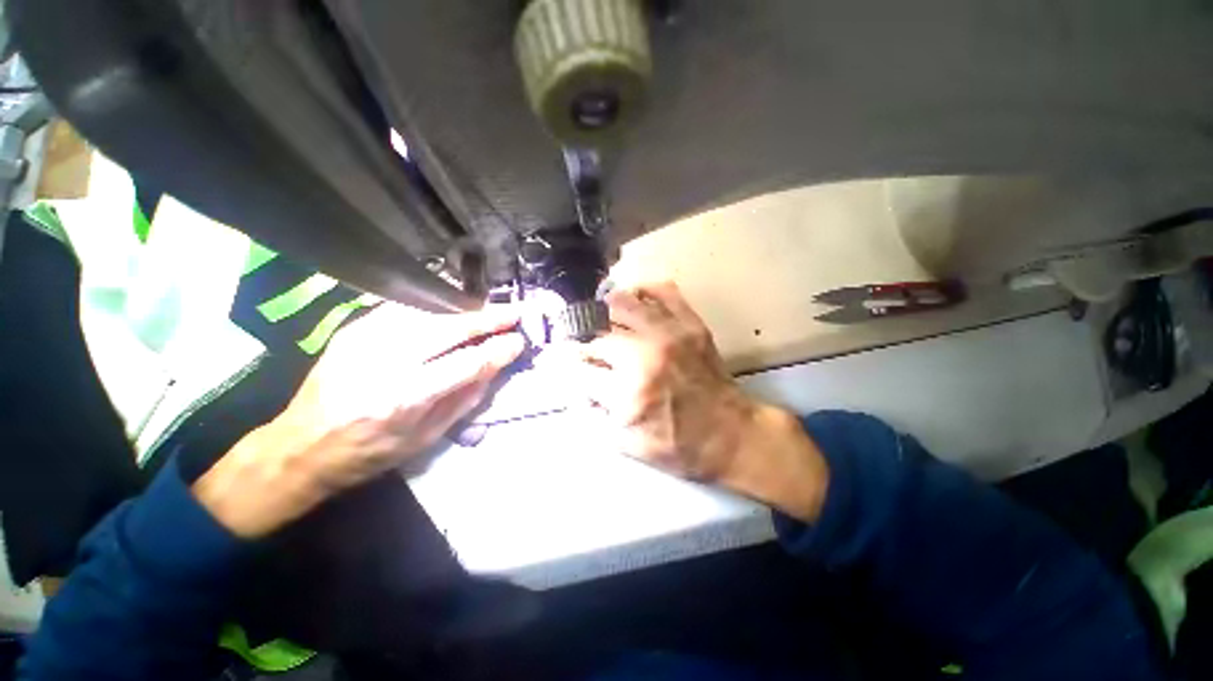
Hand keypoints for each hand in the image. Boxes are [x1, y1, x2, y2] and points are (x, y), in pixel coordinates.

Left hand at [193, 303, 524, 537]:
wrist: (300, 447)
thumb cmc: (370, 453)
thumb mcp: (426, 438)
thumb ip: (465, 399)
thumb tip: (494, 368)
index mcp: (406, 398)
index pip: (467, 363)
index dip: (498, 349)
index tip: (518, 340)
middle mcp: (386, 362)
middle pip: (449, 329)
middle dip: (488, 319)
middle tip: (514, 313)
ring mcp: (365, 341)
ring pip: (428, 313)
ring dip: (464, 310)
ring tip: (488, 311)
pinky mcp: (353, 330)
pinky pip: (403, 309)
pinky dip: (434, 307)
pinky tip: (451, 310)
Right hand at [554, 282, 828, 520]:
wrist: (732, 435)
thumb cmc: (679, 446)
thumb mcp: (627, 446)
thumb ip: (592, 415)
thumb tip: (573, 385)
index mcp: (628, 392)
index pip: (576, 366)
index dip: (560, 362)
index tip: (557, 360)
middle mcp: (645, 355)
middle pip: (594, 331)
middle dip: (579, 339)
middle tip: (580, 344)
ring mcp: (670, 333)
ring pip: (621, 302)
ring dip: (604, 312)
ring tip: (602, 322)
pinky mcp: (691, 324)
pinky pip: (661, 290)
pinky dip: (642, 292)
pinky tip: (635, 305)